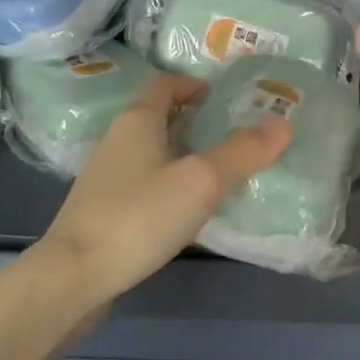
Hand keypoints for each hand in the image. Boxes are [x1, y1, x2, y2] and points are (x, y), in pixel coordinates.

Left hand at [41, 72, 291, 302]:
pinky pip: (143, 182)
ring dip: (182, 152)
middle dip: (193, 118)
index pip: (165, 84)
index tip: (223, 95)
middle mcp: (118, 140)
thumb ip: (243, 152)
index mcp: (138, 120)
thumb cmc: (140, 216)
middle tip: (233, 131)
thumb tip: (284, 123)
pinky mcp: (102, 209)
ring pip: (151, 151)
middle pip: (158, 116)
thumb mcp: (202, 181)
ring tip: (219, 169)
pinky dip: (168, 182)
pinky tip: (188, 207)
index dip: (193, 84)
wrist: (75, 276)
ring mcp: (106, 177)